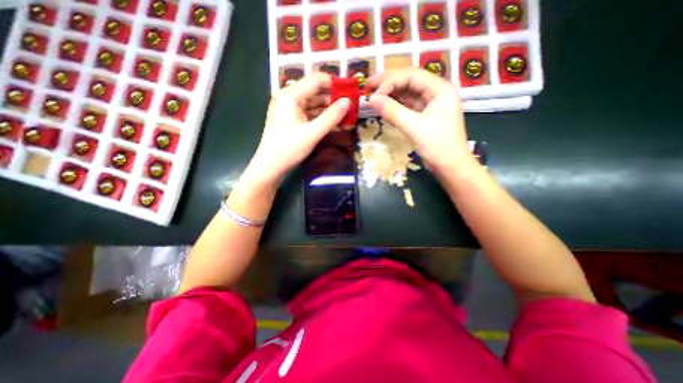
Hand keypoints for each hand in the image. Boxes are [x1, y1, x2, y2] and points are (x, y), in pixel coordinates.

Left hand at [242, 73, 351, 186]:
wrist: (271, 167)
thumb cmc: (288, 149)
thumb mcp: (312, 133)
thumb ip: (331, 117)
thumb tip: (348, 102)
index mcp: (290, 95)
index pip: (316, 80)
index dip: (335, 84)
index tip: (351, 92)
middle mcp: (290, 98)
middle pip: (317, 92)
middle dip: (335, 100)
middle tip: (353, 108)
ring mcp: (291, 109)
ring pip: (316, 105)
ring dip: (331, 112)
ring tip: (349, 118)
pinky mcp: (294, 119)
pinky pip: (312, 115)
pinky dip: (324, 119)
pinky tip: (337, 125)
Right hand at [368, 67, 475, 174]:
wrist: (450, 166)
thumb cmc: (437, 145)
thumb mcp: (413, 127)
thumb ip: (392, 111)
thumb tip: (372, 99)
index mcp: (440, 89)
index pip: (411, 75)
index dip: (390, 81)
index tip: (374, 94)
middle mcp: (437, 91)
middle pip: (410, 80)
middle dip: (389, 82)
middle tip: (369, 85)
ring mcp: (432, 104)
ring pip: (408, 92)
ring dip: (391, 92)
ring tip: (374, 94)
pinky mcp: (426, 115)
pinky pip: (409, 105)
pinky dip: (397, 104)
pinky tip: (385, 105)